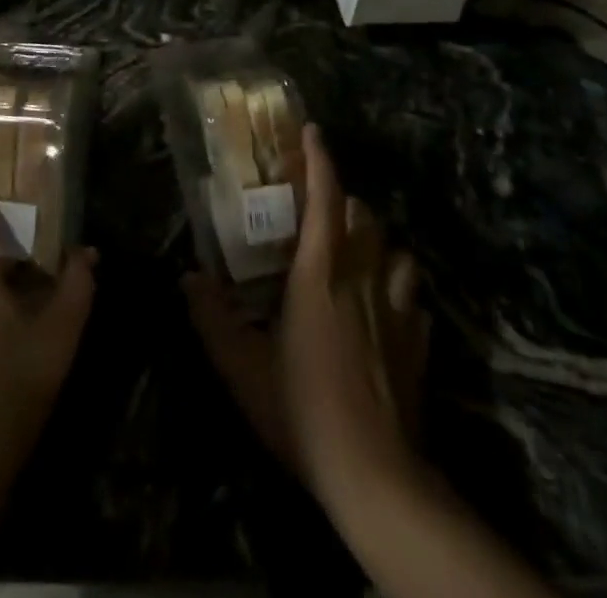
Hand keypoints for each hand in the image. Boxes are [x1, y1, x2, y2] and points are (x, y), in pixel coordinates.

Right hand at [184, 123, 430, 502]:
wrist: (374, 476)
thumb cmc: (302, 409)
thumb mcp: (241, 366)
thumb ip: (211, 317)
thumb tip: (188, 278)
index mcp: (320, 273)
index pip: (325, 199)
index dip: (319, 160)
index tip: (313, 130)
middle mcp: (363, 279)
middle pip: (365, 217)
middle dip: (346, 203)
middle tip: (322, 211)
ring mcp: (398, 311)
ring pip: (398, 252)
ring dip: (378, 244)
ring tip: (358, 255)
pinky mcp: (419, 344)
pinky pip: (415, 300)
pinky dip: (402, 292)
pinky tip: (388, 309)